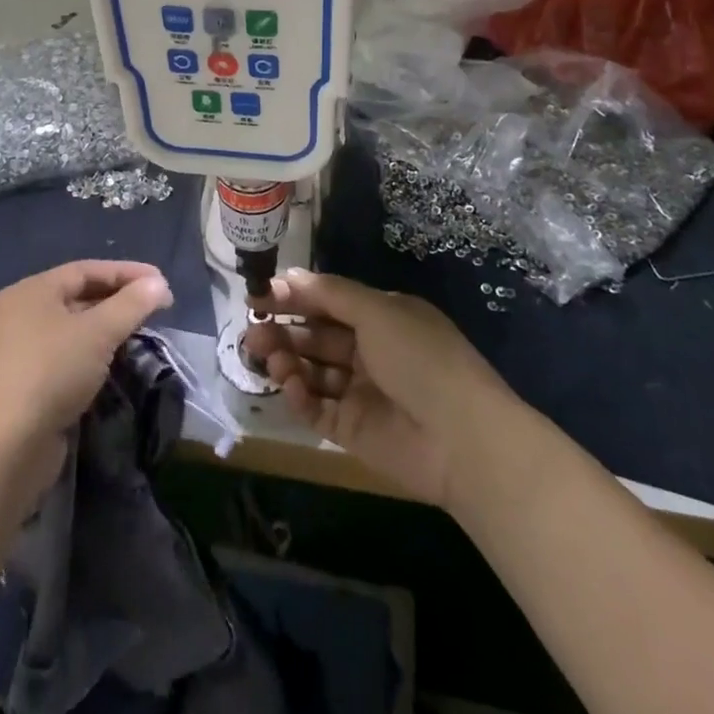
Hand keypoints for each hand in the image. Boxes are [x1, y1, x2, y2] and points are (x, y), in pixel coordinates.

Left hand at [0, 260, 173, 503]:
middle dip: (118, 299)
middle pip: (78, 295)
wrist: (8, 448)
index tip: (160, 282)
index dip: (126, 272)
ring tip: (140, 331)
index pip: (86, 270)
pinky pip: (66, 353)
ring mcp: (19, 349)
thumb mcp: (98, 333)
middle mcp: (21, 313)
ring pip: (73, 327)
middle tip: (155, 307)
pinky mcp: (25, 381)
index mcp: (32, 291)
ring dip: (107, 326)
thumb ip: (131, 304)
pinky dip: (92, 351)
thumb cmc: (52, 373)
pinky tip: (114, 360)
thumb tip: (158, 284)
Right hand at [246, 268, 514, 508]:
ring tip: (266, 355)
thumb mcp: (378, 311)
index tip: (258, 294)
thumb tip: (288, 274)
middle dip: (283, 329)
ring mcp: (360, 391)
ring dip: (287, 359)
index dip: (295, 296)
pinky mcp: (352, 429)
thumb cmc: (420, 358)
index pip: (329, 301)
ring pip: (312, 370)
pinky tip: (289, 384)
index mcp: (382, 318)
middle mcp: (370, 351)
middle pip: (316, 336)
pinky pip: (316, 408)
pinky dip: (299, 395)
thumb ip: (330, 293)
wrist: (461, 439)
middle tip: (252, 328)